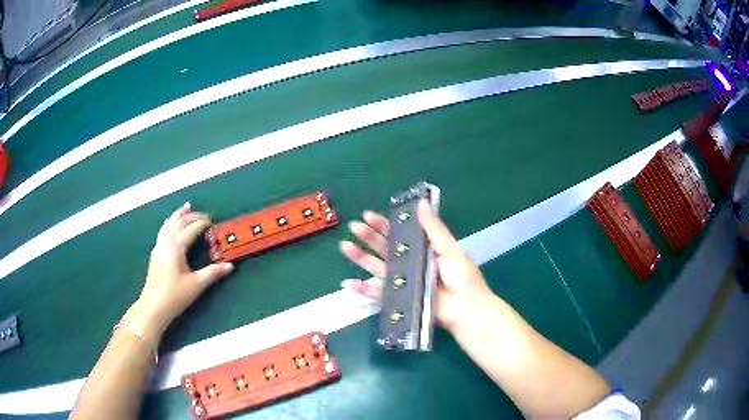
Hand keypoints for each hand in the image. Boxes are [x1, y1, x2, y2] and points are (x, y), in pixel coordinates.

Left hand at [125, 203, 233, 341]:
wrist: (153, 306)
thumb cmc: (175, 295)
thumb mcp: (196, 285)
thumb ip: (213, 273)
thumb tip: (230, 266)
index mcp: (176, 247)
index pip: (190, 229)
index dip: (202, 223)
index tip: (213, 222)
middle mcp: (166, 242)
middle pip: (178, 223)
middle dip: (191, 216)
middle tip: (204, 214)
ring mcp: (159, 247)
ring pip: (168, 224)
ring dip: (178, 215)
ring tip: (186, 207)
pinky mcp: (156, 254)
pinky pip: (163, 231)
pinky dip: (170, 223)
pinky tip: (171, 224)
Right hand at [339, 200, 493, 331]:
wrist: (466, 309)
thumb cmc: (461, 277)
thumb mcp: (449, 248)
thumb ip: (433, 228)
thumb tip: (420, 202)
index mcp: (422, 249)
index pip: (398, 234)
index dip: (383, 224)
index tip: (368, 215)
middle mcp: (409, 264)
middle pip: (384, 248)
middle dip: (368, 237)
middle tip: (354, 227)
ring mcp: (402, 282)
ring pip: (377, 268)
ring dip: (360, 258)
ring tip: (345, 246)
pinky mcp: (398, 300)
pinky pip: (377, 294)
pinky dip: (362, 289)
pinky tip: (347, 282)